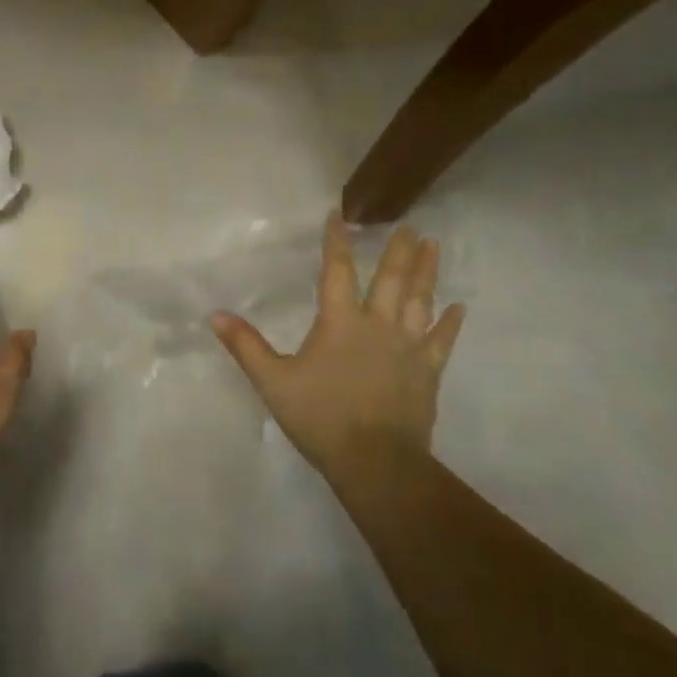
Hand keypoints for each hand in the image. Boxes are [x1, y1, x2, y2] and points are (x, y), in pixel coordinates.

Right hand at [212, 214, 463, 478]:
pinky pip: (442, 341)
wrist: (375, 461)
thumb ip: (246, 346)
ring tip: (433, 246)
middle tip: (409, 225)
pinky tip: (460, 307)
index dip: (337, 241)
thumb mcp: (273, 381)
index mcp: (340, 322)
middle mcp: (378, 324)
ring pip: (420, 300)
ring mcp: (408, 347)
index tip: (340, 214)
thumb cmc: (320, 417)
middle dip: (398, 250)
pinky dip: (451, 323)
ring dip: (427, 272)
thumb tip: (215, 314)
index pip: (337, 271)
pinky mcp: (428, 371)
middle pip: (391, 279)